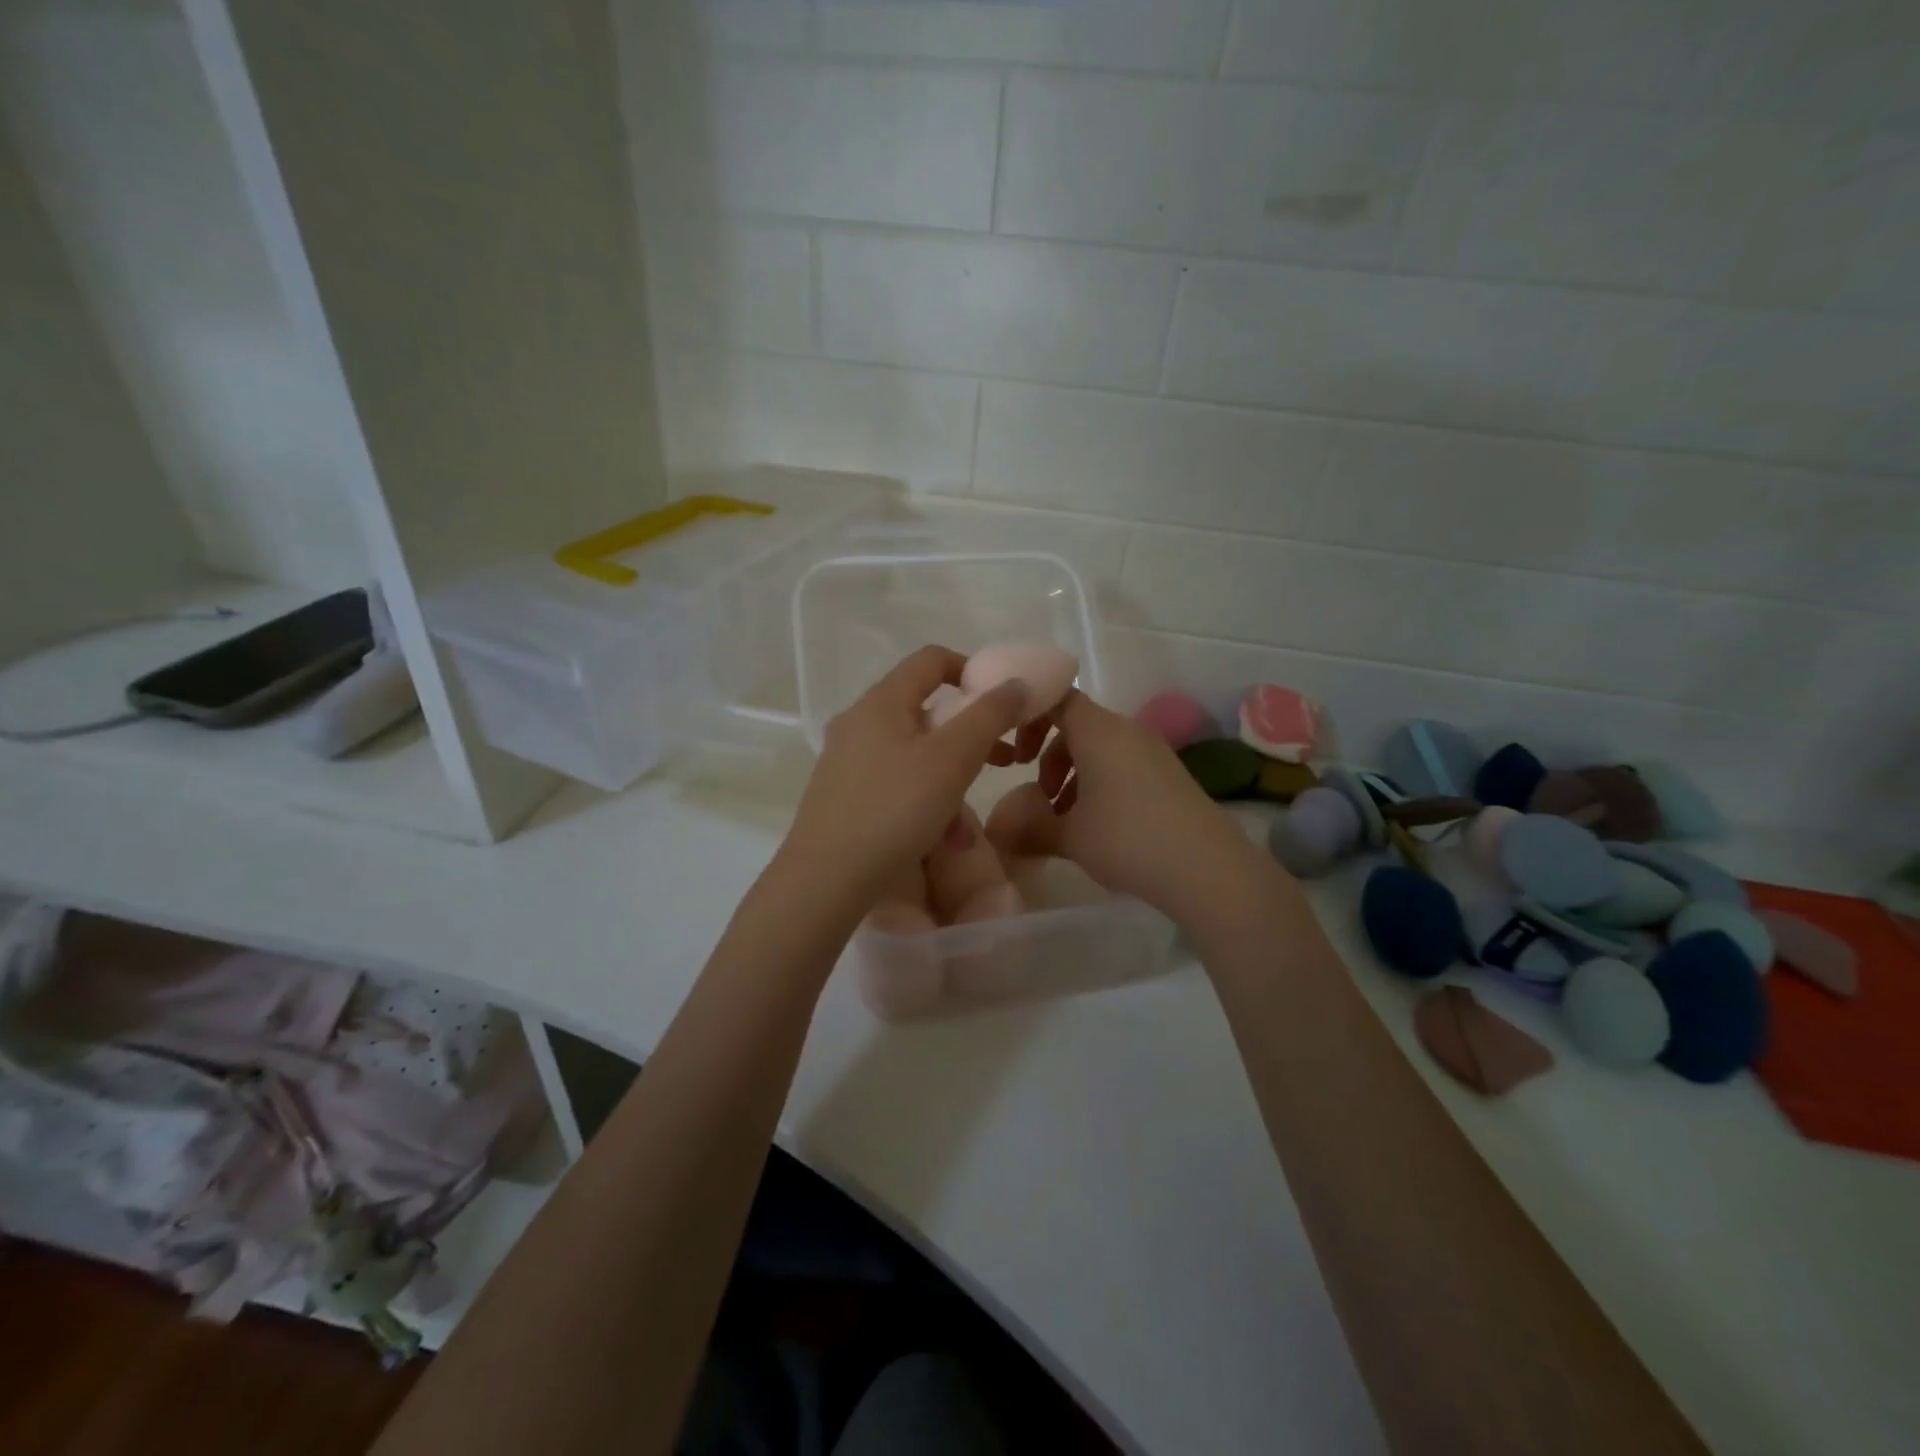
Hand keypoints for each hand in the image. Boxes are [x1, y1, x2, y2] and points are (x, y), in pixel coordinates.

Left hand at [781, 646, 1038, 906]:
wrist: (825, 879)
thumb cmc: (894, 809)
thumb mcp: (952, 759)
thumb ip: (990, 715)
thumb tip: (1018, 683)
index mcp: (881, 701)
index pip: (931, 659)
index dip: (972, 670)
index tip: (1001, 703)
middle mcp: (858, 721)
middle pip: (924, 709)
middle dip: (968, 733)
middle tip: (1000, 758)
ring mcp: (846, 759)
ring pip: (912, 752)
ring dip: (949, 775)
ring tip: (969, 819)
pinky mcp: (841, 794)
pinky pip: (894, 783)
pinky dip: (922, 799)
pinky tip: (938, 838)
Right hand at [1024, 691, 1280, 926]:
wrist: (1207, 869)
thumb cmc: (1128, 839)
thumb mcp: (1070, 837)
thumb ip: (1029, 827)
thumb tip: (998, 830)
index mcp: (1098, 730)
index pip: (1056, 699)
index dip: (1028, 718)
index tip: (1015, 755)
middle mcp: (1126, 730)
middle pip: (1077, 725)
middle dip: (1048, 755)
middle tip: (1037, 794)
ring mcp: (1151, 752)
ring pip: (1099, 748)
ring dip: (1072, 774)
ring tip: (1063, 817)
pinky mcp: (1168, 775)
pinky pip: (1121, 765)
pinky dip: (1099, 784)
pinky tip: (1096, 825)